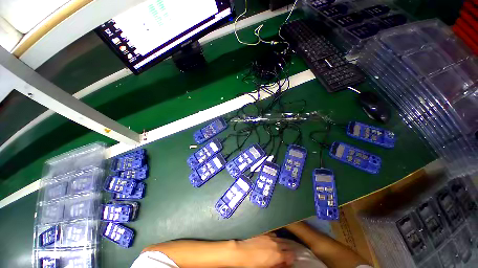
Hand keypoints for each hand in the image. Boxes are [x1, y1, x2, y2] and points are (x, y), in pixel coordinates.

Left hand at [234, 234, 294, 267]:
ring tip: (282, 248)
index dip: (292, 258)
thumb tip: (283, 264)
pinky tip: (273, 241)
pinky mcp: (264, 233)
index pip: (291, 255)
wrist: (242, 252)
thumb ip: (277, 265)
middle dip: (289, 250)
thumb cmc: (254, 264)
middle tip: (288, 254)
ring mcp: (269, 237)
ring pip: (281, 239)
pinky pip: (273, 235)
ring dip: (283, 244)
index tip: (289, 262)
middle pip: (287, 245)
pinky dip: (276, 238)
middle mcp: (276, 244)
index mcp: (278, 255)